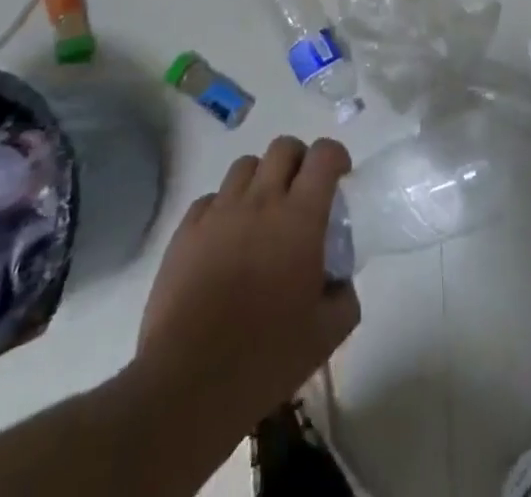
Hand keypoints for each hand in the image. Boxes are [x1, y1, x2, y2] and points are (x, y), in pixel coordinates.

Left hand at [137, 137, 359, 432]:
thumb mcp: (326, 335)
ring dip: (261, 179)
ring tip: (262, 214)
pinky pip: (210, 198)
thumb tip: (340, 280)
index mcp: (300, 217)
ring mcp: (219, 211)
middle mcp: (261, 200)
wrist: (188, 383)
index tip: (340, 177)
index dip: (336, 157)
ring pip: (245, 166)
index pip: (323, 155)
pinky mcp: (186, 230)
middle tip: (303, 194)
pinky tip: (226, 240)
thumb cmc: (266, 357)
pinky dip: (224, 208)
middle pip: (283, 147)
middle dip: (299, 160)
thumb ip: (344, 296)